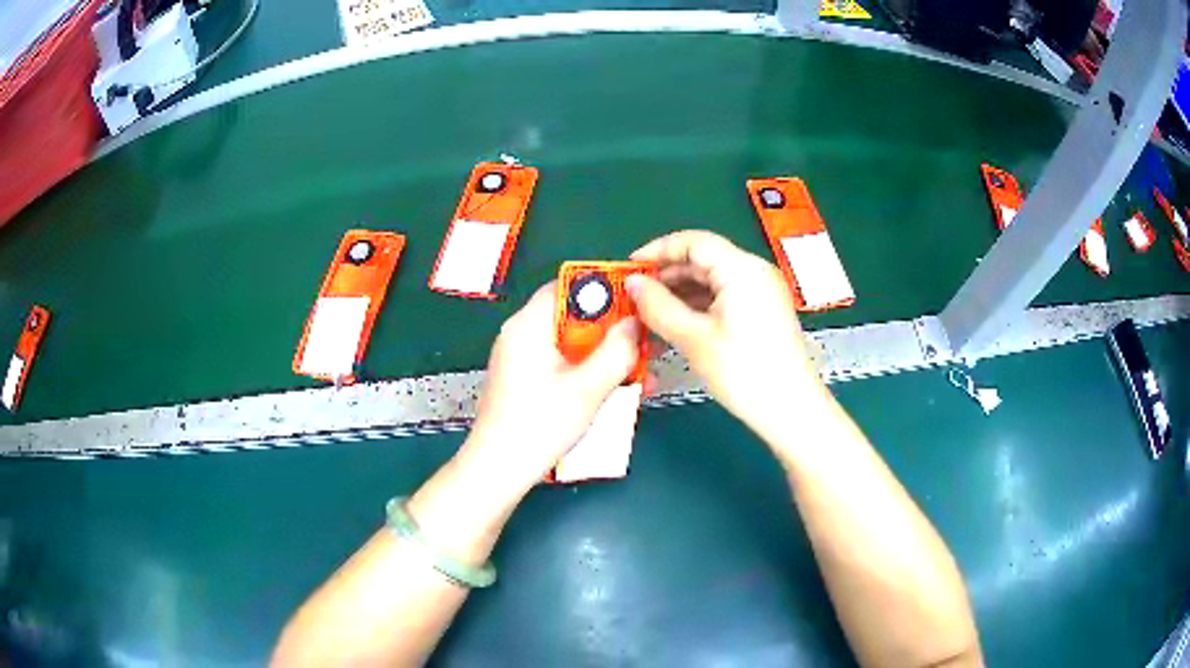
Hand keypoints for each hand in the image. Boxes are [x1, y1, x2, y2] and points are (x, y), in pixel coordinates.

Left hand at [463, 282, 639, 492]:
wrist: (499, 468)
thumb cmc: (540, 425)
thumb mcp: (588, 388)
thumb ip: (617, 350)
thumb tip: (636, 322)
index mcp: (529, 325)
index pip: (568, 285)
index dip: (605, 289)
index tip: (638, 303)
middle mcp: (521, 333)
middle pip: (573, 314)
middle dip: (612, 328)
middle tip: (645, 342)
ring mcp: (521, 357)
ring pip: (572, 341)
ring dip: (605, 353)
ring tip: (639, 370)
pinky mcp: (525, 378)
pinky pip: (563, 361)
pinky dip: (588, 369)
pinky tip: (616, 388)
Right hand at [626, 230, 828, 438]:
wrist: (789, 408)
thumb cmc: (744, 372)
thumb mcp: (694, 339)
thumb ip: (658, 306)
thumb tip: (633, 284)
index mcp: (742, 269)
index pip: (693, 242)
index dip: (657, 250)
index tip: (629, 269)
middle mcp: (754, 271)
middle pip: (702, 259)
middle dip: (666, 275)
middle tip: (635, 296)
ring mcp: (761, 291)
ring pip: (711, 280)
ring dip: (680, 293)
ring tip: (650, 314)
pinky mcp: (762, 310)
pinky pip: (723, 296)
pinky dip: (698, 306)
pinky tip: (676, 324)